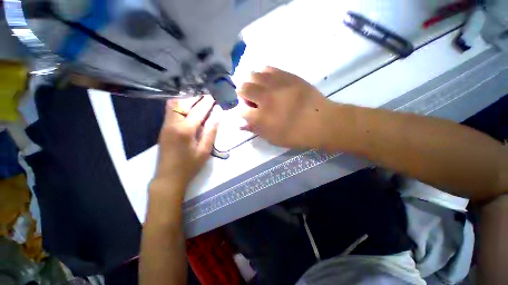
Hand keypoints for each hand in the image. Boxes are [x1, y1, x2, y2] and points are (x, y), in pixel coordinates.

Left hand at [153, 95, 220, 195]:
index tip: (213, 97)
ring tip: (198, 101)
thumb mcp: (204, 151)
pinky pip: (170, 111)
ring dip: (186, 100)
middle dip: (195, 98)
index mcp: (185, 130)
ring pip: (173, 105)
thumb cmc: (189, 166)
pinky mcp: (163, 129)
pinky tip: (188, 109)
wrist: (168, 178)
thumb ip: (210, 132)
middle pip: (182, 103)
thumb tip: (217, 117)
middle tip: (206, 97)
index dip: (207, 103)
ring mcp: (165, 125)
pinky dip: (180, 106)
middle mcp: (173, 124)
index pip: (198, 111)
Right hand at [237, 67, 329, 148]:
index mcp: (261, 117)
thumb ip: (255, 130)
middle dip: (243, 94)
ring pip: (253, 74)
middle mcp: (265, 98)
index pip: (241, 110)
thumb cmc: (295, 135)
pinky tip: (269, 82)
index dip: (243, 112)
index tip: (249, 113)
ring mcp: (276, 84)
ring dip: (252, 83)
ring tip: (260, 89)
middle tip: (252, 100)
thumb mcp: (273, 138)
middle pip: (243, 88)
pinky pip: (268, 68)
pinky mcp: (287, 75)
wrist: (321, 122)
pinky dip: (264, 75)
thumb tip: (240, 125)